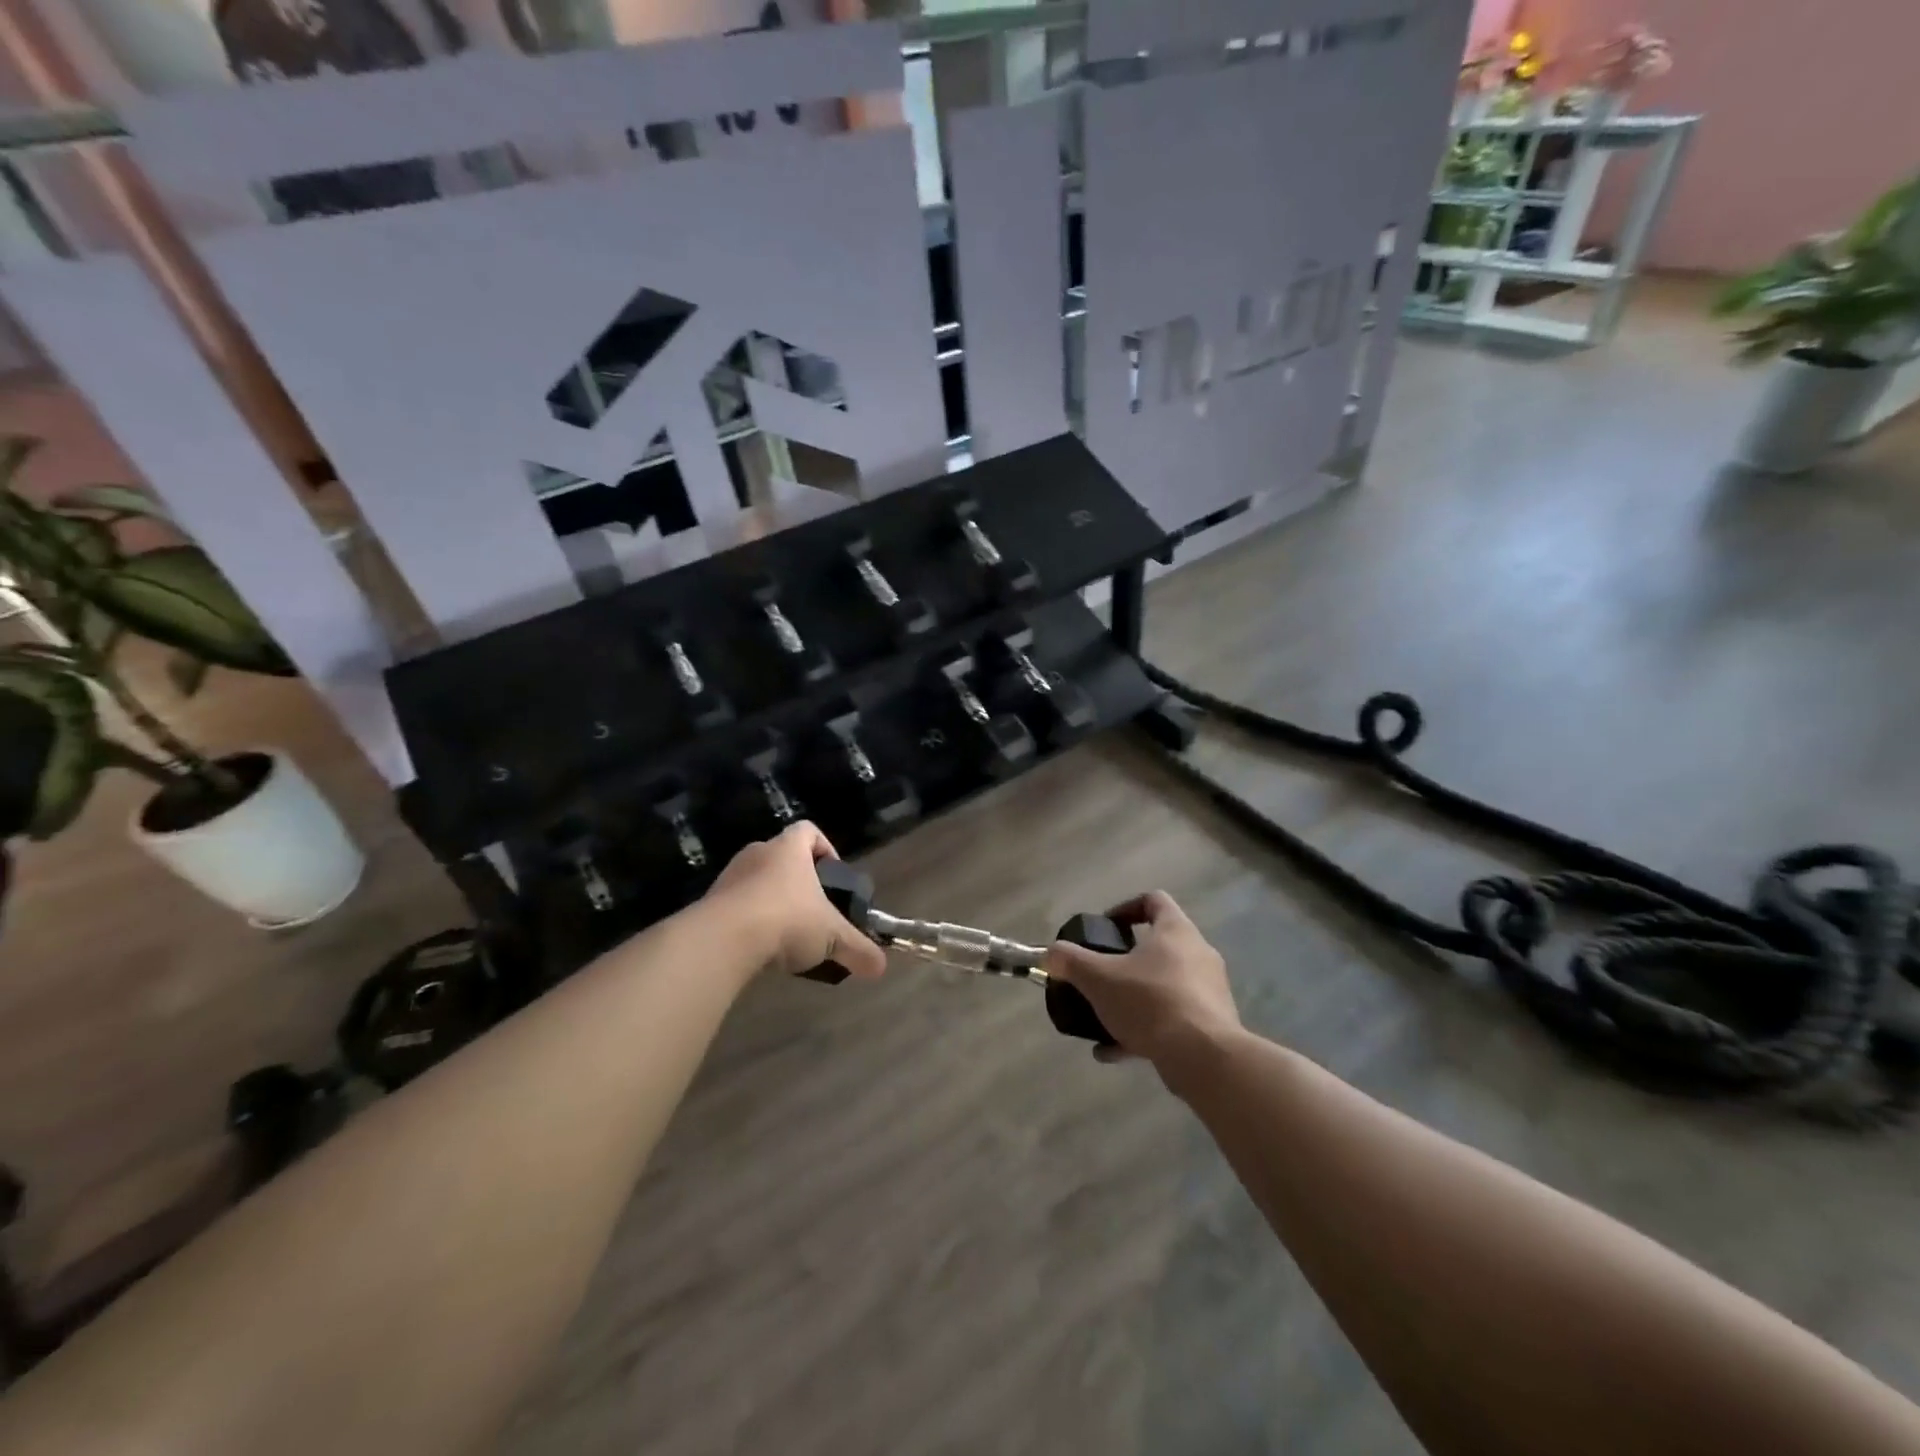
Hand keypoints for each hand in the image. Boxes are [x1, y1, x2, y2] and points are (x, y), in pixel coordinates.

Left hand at [704, 823, 886, 980]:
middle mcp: (758, 853)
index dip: (824, 848)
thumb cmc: (787, 920)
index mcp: (789, 849)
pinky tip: (759, 948)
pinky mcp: (709, 902)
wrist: (723, 939)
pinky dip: (748, 920)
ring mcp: (729, 876)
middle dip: (798, 880)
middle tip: (813, 909)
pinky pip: (734, 904)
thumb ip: (858, 949)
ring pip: (756, 880)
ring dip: (770, 901)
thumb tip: (881, 967)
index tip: (833, 876)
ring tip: (786, 934)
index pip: (808, 831)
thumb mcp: (832, 936)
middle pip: (781, 856)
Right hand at [1044, 891, 1238, 1069]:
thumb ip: (1071, 962)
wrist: (1204, 1057)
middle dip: (1126, 962)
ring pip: (1164, 986)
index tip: (1105, 929)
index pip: (1154, 901)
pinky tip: (1114, 1051)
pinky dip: (1144, 1030)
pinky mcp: (1212, 1024)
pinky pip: (1172, 1019)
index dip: (1126, 908)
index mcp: (1175, 931)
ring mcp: (1209, 991)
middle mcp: (1198, 954)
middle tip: (1101, 975)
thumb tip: (1050, 954)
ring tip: (1103, 1019)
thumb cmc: (1150, 1001)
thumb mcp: (1099, 979)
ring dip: (1133, 999)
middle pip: (1159, 946)